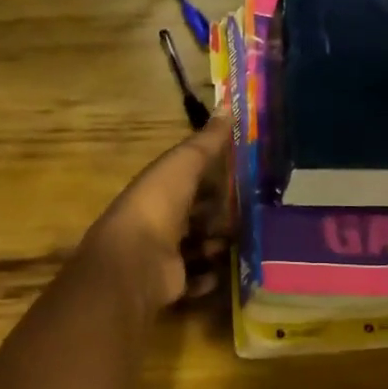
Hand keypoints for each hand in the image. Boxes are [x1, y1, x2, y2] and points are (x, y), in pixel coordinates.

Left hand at [84, 116, 231, 310]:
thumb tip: (227, 104)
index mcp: (159, 189)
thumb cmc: (159, 205)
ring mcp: (163, 254)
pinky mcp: (170, 284)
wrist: (136, 262)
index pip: (188, 179)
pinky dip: (208, 276)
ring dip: (217, 245)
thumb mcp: (184, 163)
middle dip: (218, 214)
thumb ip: (207, 140)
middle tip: (250, 212)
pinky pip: (195, 279)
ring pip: (197, 246)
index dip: (212, 177)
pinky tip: (223, 271)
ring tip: (242, 241)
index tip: (243, 175)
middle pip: (195, 215)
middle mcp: (159, 220)